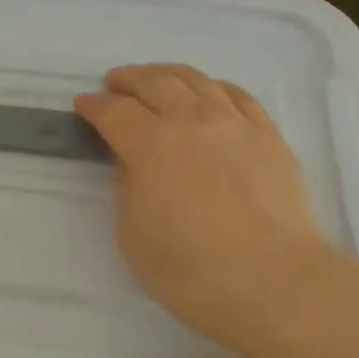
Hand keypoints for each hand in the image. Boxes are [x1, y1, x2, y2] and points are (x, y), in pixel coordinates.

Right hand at [75, 64, 330, 353]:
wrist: (275, 283)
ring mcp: (235, 124)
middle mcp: (192, 121)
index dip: (94, 105)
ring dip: (167, 74)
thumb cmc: (192, 270)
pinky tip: (208, 92)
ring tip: (156, 79)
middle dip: (128, 80)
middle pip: (155, 83)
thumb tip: (132, 161)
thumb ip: (127, 187)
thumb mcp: (133, 235)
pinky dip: (213, 86)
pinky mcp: (269, 136)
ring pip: (196, 80)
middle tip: (115, 84)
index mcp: (152, 145)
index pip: (115, 111)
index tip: (83, 104)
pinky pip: (238, 94)